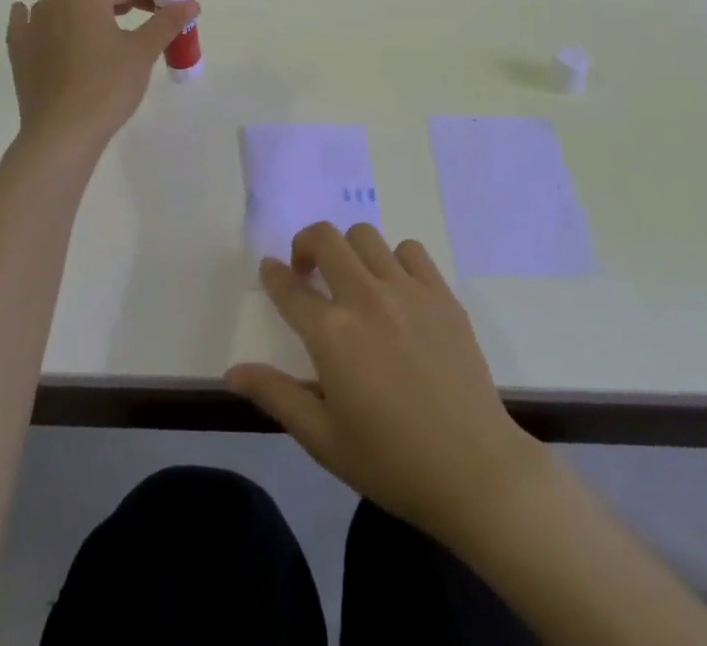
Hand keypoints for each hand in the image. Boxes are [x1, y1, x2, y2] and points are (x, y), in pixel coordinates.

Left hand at [5, 0, 198, 153]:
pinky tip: (47, 26)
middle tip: (149, 17)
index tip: (173, 7)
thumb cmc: (106, 88)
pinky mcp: (19, 49)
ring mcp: (32, 23)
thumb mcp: (143, 52)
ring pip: (67, 4)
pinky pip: (31, 23)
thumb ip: (167, 21)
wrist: (60, 136)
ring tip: (111, 28)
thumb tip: (189, 2)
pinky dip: (46, 21)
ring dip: (90, 9)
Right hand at [224, 223, 540, 543]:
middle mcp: (365, 298)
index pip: (290, 289)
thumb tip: (232, 371)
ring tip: (352, 279)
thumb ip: (276, 396)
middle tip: (308, 272)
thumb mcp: (323, 439)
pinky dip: (394, 259)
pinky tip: (396, 290)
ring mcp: (407, 290)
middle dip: (306, 246)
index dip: (274, 275)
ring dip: (349, 250)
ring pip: (365, 236)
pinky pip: (410, 250)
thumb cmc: (391, 462)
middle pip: (325, 239)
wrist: (473, 470)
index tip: (270, 270)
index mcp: (332, 335)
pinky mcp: (440, 293)